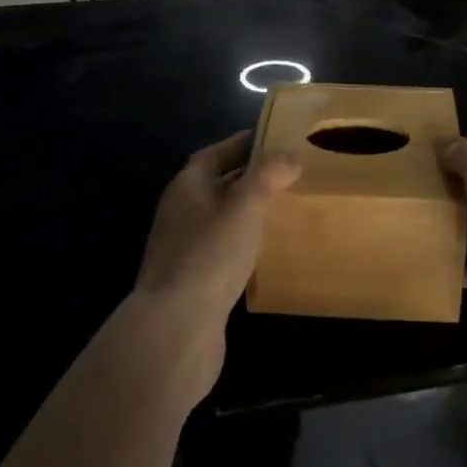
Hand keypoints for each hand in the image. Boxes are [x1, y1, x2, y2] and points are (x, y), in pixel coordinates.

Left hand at [137, 132, 300, 324]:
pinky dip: (243, 241)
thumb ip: (268, 175)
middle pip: (217, 183)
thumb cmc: (210, 255)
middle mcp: (181, 211)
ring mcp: (184, 247)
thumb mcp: (244, 206)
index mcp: (187, 186)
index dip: (243, 144)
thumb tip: (289, 155)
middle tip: (288, 174)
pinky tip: (266, 250)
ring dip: (246, 210)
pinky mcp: (193, 279)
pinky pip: (221, 248)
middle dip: (249, 176)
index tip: (275, 139)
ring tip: (283, 208)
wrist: (176, 328)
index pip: (215, 153)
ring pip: (220, 217)